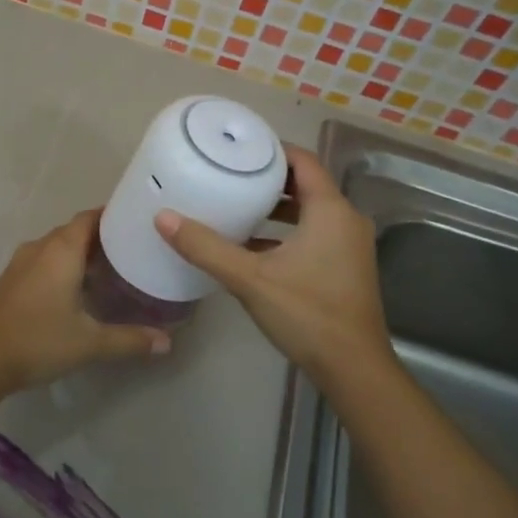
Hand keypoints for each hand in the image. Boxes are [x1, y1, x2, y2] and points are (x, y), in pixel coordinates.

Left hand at [0, 211, 166, 394]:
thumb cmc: (38, 341)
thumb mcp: (90, 343)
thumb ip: (130, 339)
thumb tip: (167, 342)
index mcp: (61, 250)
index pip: (90, 218)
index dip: (113, 216)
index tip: (137, 222)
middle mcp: (40, 248)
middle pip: (75, 231)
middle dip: (102, 237)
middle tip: (132, 249)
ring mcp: (21, 263)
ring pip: (57, 246)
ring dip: (81, 252)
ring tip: (111, 268)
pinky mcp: (11, 280)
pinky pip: (44, 260)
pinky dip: (63, 265)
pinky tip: (78, 288)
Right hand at [155, 146, 389, 379]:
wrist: (354, 369)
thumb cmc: (307, 313)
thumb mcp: (250, 278)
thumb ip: (206, 247)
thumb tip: (163, 218)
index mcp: (330, 210)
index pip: (303, 160)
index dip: (272, 149)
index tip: (239, 148)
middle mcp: (346, 220)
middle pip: (306, 184)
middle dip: (269, 178)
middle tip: (231, 174)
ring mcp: (350, 245)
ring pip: (311, 211)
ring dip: (278, 207)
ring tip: (238, 206)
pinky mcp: (347, 267)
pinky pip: (316, 233)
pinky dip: (288, 231)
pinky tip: (254, 246)